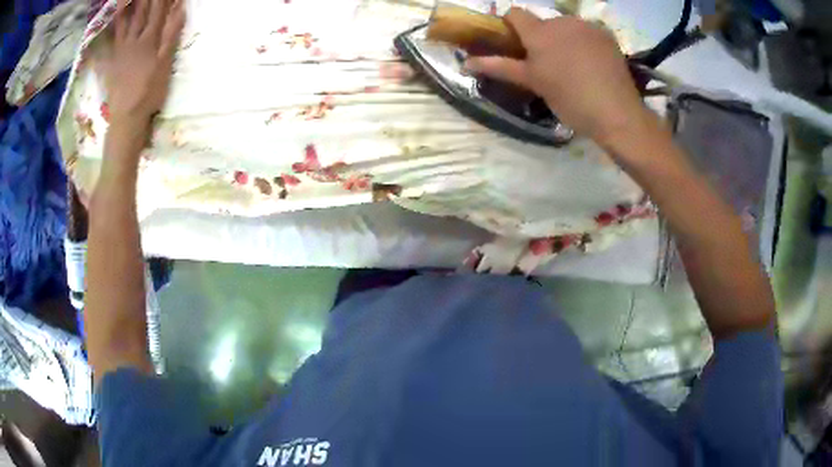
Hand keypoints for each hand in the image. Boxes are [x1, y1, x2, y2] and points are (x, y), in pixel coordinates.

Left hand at [108, 0, 184, 127]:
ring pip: (124, 23)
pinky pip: (109, 40)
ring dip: (126, 7)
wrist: (127, 116)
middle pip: (140, 13)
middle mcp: (134, 40)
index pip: (158, 11)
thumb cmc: (149, 92)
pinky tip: (107, 22)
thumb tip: (180, 9)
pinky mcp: (112, 61)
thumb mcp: (165, 64)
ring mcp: (120, 50)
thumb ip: (171, 36)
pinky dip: (109, 29)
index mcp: (149, 40)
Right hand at [465, 8, 654, 147]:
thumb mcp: (533, 83)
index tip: (515, 44)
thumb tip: (466, 63)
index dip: (510, 26)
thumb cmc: (570, 100)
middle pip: (542, 22)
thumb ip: (500, 67)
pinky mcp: (606, 35)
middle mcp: (562, 21)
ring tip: (574, 65)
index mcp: (539, 32)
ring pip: (566, 26)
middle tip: (548, 64)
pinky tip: (592, 62)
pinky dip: (584, 41)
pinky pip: (587, 31)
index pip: (514, 14)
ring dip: (564, 38)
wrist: (617, 113)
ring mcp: (587, 26)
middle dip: (541, 37)